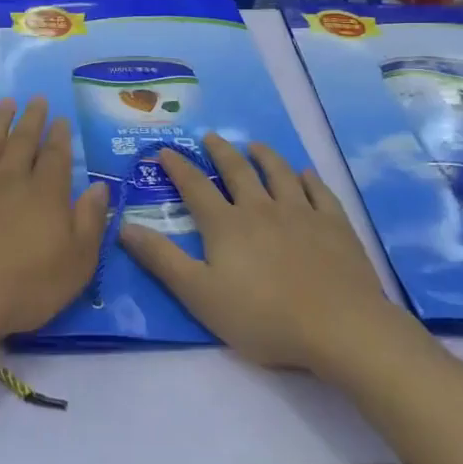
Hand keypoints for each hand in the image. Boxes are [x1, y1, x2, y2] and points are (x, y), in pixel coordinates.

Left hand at [0, 97, 107, 348]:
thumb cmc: (25, 287)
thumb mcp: (77, 263)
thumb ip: (90, 222)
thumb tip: (100, 187)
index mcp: (45, 194)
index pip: (55, 157)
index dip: (59, 137)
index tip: (60, 118)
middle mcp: (9, 180)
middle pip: (22, 142)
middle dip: (31, 120)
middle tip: (36, 99)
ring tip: (5, 102)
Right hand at [119, 134, 395, 373]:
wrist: (339, 326)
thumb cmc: (263, 317)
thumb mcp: (199, 294)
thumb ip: (161, 259)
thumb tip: (123, 226)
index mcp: (226, 225)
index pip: (195, 187)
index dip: (178, 167)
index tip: (166, 151)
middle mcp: (261, 208)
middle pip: (238, 171)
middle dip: (221, 152)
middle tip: (211, 136)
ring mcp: (301, 213)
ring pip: (279, 174)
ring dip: (265, 156)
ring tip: (255, 145)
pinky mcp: (334, 225)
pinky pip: (319, 192)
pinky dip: (309, 179)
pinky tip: (305, 174)